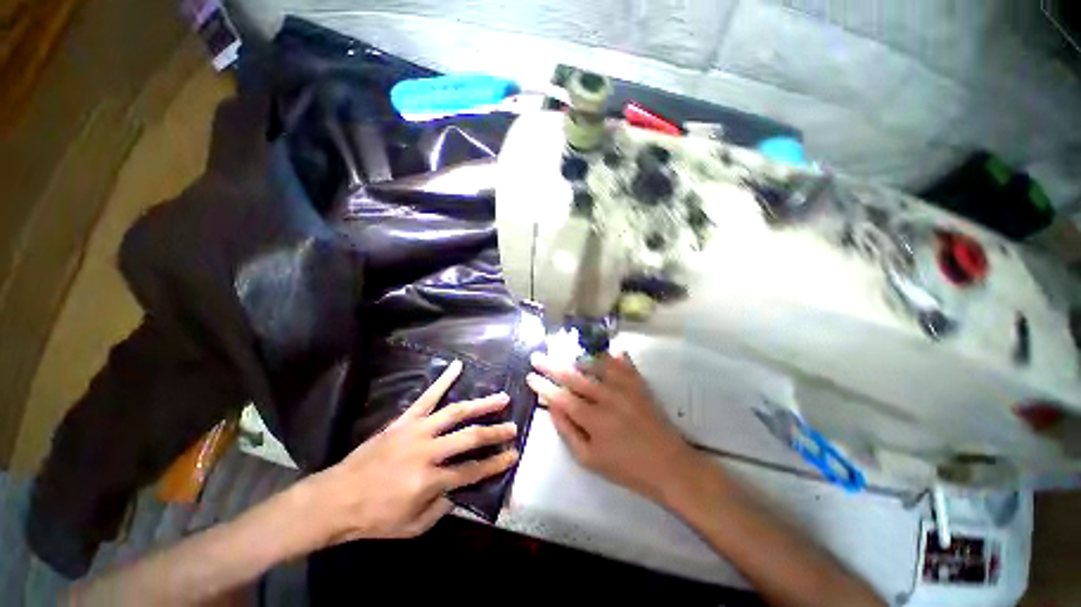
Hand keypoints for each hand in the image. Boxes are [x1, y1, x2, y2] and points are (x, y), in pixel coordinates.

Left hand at [308, 360, 518, 542]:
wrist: (336, 498)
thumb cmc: (374, 517)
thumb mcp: (412, 527)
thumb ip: (442, 507)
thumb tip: (461, 488)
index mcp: (429, 480)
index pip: (472, 470)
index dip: (495, 464)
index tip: (513, 455)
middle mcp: (427, 451)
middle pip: (469, 437)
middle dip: (494, 433)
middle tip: (513, 428)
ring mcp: (416, 431)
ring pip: (455, 412)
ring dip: (481, 404)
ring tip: (501, 397)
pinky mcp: (405, 420)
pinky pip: (427, 396)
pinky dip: (443, 380)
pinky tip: (457, 366)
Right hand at [526, 351, 701, 502]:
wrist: (668, 465)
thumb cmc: (625, 467)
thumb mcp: (589, 460)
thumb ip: (567, 431)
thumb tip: (552, 406)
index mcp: (593, 420)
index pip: (561, 397)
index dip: (543, 386)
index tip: (530, 377)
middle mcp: (607, 397)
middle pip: (573, 376)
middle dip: (551, 366)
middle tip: (537, 357)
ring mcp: (625, 388)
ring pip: (596, 364)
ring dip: (577, 358)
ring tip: (565, 356)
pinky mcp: (639, 384)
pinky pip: (622, 362)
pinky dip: (611, 354)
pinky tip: (604, 350)